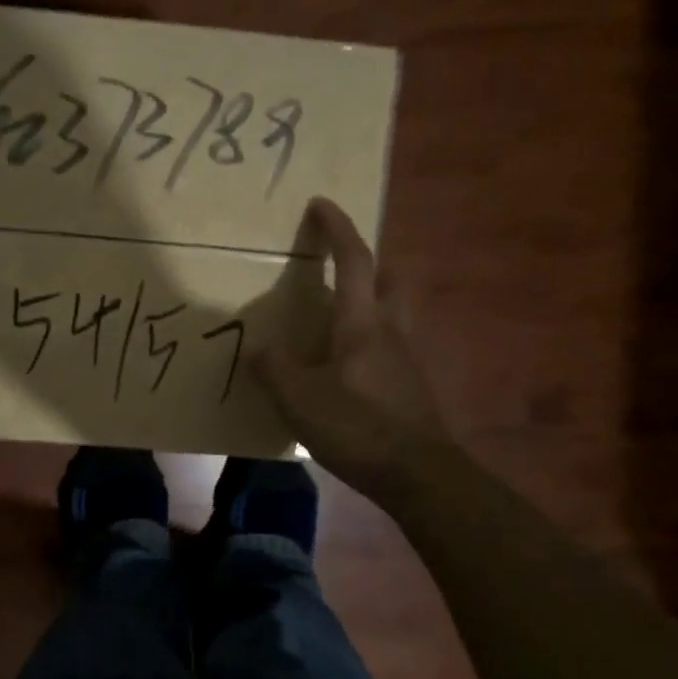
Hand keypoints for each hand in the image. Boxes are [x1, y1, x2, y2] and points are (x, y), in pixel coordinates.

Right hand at [250, 197, 450, 504]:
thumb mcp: (299, 399)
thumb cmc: (357, 426)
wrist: (418, 474)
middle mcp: (391, 331)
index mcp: (362, 323)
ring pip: (394, 314)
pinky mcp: (411, 388)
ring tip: (334, 321)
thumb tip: (259, 350)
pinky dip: (370, 343)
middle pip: (390, 280)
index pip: (353, 261)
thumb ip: (274, 369)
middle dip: (369, 263)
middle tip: (341, 268)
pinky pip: (390, 348)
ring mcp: (407, 360)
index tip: (321, 204)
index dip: (337, 229)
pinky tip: (346, 369)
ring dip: (371, 303)